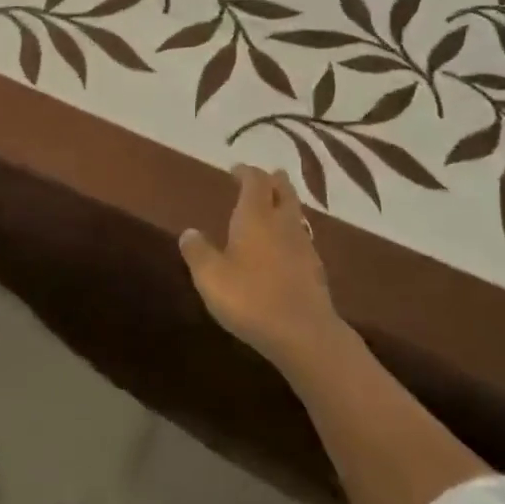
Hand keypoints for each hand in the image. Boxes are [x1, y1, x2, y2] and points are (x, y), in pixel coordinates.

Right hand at [178, 166, 344, 370]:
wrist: (304, 333)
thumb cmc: (250, 298)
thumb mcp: (210, 277)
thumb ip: (198, 252)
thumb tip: (189, 232)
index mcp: (256, 216)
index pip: (255, 181)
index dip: (246, 172)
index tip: (236, 169)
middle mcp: (282, 223)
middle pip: (283, 191)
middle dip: (274, 181)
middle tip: (266, 177)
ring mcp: (303, 246)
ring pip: (296, 214)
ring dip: (286, 205)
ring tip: (276, 206)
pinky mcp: (315, 270)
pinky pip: (302, 239)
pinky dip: (292, 233)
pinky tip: (286, 247)